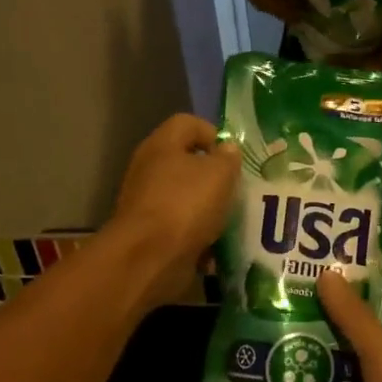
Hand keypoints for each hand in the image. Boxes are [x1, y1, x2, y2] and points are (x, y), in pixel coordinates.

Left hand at [105, 114, 240, 309]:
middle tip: (235, 190)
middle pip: (186, 162)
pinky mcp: (149, 233)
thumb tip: (226, 150)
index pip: (188, 123)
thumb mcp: (220, 174)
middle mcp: (149, 169)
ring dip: (208, 209)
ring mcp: (146, 202)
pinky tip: (213, 250)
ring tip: (229, 222)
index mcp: (162, 145)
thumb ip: (228, 158)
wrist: (148, 258)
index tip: (233, 157)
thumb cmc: (186, 205)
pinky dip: (196, 237)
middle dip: (214, 177)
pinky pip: (179, 228)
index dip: (213, 133)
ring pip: (185, 198)